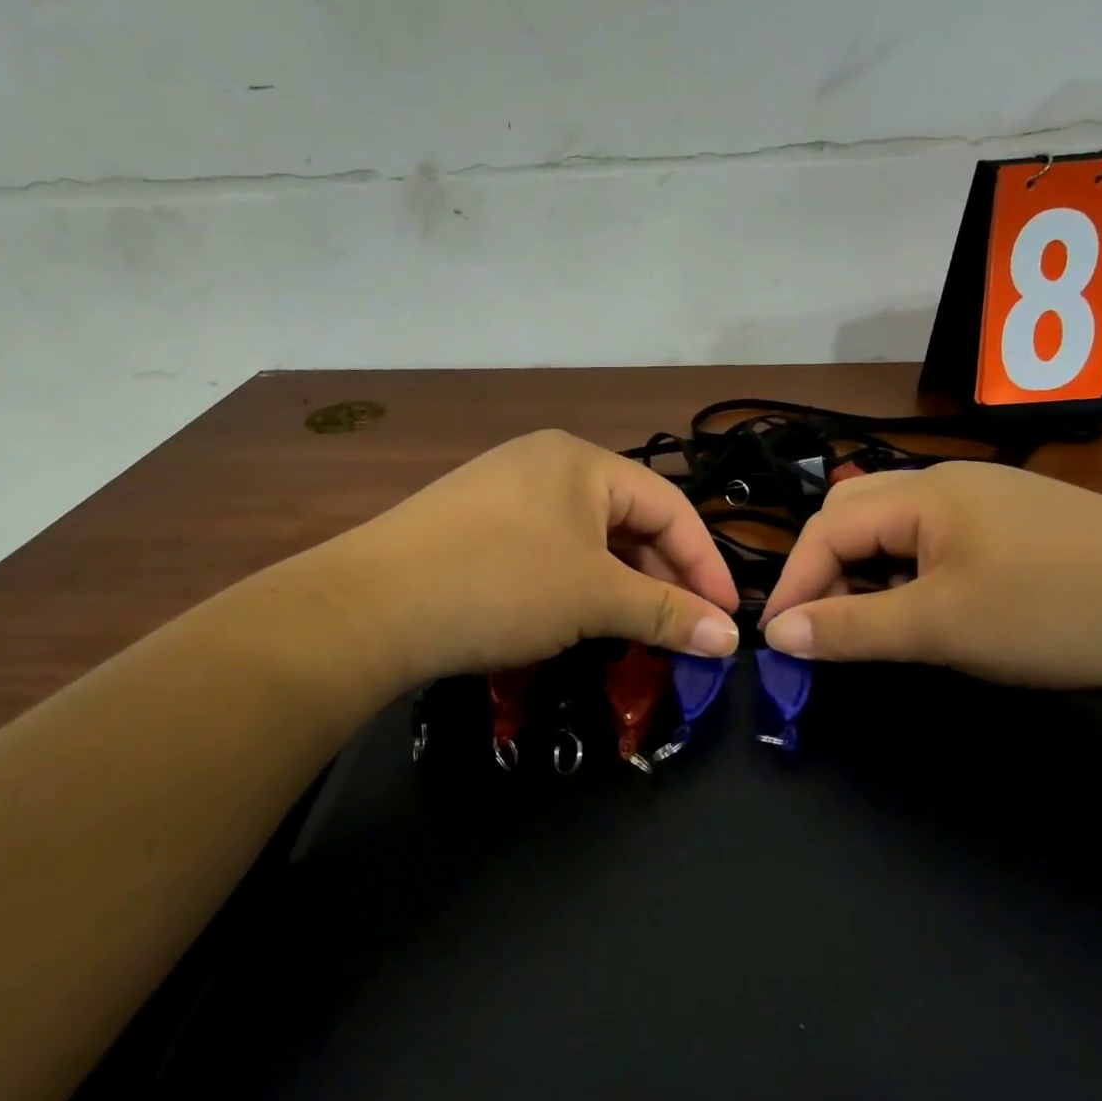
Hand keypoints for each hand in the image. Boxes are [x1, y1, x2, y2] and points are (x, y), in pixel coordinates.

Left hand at [318, 430, 740, 687]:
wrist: (369, 608)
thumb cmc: (501, 585)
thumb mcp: (594, 598)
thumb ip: (667, 613)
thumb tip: (731, 640)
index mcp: (582, 460)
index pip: (670, 507)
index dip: (705, 564)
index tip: (727, 619)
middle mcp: (545, 464)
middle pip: (629, 520)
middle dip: (663, 577)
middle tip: (684, 631)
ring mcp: (504, 493)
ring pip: (588, 540)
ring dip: (621, 585)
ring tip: (638, 630)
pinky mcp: (475, 527)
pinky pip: (549, 551)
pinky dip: (578, 585)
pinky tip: (579, 619)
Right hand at [760, 461, 1101, 690]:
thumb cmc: (1056, 611)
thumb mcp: (942, 626)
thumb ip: (852, 627)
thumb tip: (779, 634)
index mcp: (924, 493)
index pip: (827, 528)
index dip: (795, 582)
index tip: (782, 639)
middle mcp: (947, 483)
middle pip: (854, 518)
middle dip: (827, 572)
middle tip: (829, 629)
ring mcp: (985, 501)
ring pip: (894, 531)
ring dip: (867, 576)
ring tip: (876, 625)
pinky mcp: (1014, 526)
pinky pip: (933, 542)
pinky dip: (908, 576)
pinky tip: (929, 610)